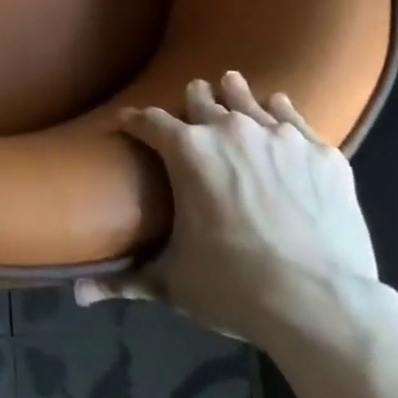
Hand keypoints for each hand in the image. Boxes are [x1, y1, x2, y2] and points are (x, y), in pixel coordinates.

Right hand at [78, 71, 379, 349]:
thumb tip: (74, 294)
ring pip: (246, 97)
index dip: (135, 121)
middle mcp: (229, 129)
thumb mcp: (175, 284)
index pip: (148, 120)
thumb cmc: (237, 289)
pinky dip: (280, 115)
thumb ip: (126, 280)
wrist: (323, 306)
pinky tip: (278, 116)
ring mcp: (278, 136)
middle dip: (191, 103)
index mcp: (187, 151)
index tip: (129, 124)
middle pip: (200, 97)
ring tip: (230, 91)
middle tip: (191, 112)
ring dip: (233, 96)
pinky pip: (292, 117)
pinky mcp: (320, 152)